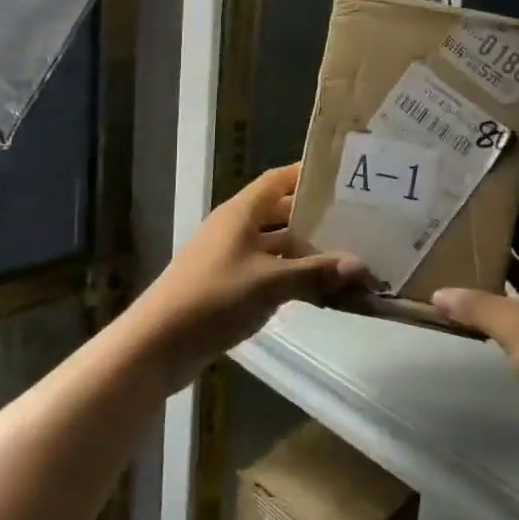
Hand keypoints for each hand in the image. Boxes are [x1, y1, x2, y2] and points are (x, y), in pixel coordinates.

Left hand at [131, 164, 369, 389]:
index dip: (308, 174)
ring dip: (306, 251)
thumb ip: (315, 273)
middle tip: (356, 220)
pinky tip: (320, 289)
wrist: (157, 345)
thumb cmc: (213, 298)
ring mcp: (231, 258)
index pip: (279, 179)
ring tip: (347, 255)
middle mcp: (236, 228)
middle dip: (315, 217)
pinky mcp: (229, 285)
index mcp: (241, 212)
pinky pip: (269, 271)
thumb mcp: (269, 283)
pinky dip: (293, 276)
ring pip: (277, 245)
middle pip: (281, 212)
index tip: (343, 176)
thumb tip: (361, 266)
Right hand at [432, 215, 518, 431]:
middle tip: (457, 230)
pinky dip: (508, 306)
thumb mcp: (515, 325)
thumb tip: (437, 294)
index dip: (509, 210)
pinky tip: (479, 310)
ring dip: (501, 276)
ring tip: (459, 263)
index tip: (476, 199)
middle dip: (498, 242)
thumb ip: (475, 305)